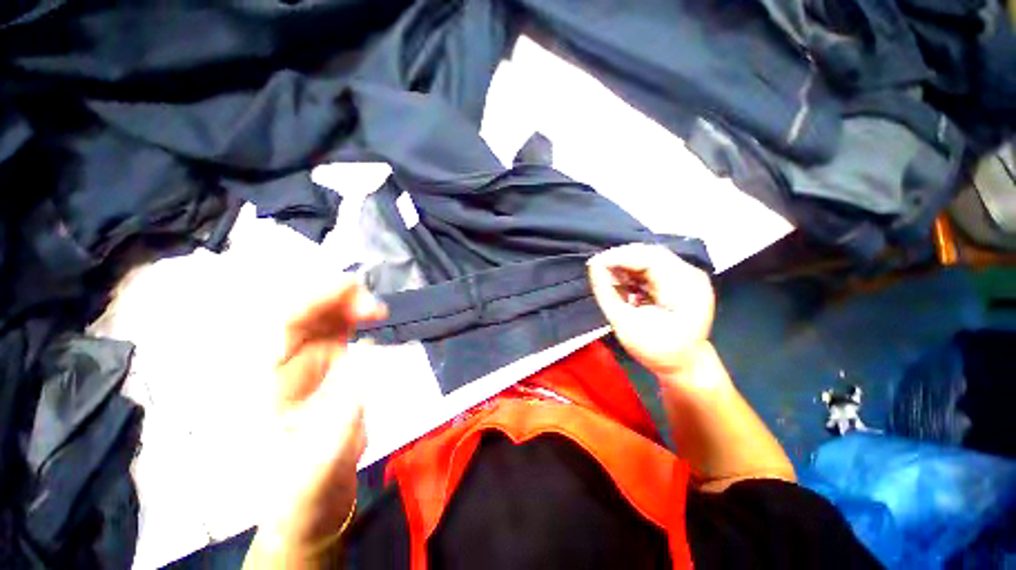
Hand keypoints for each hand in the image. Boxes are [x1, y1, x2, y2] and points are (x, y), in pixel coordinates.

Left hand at [256, 276, 386, 561]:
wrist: (311, 494)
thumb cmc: (308, 482)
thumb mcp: (325, 452)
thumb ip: (346, 403)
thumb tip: (367, 350)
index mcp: (264, 381)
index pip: (282, 324)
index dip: (315, 298)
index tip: (353, 288)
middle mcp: (280, 362)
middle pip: (301, 311)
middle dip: (337, 298)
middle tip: (374, 308)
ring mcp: (304, 359)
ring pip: (321, 314)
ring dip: (349, 304)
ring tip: (377, 311)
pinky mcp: (326, 361)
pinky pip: (337, 326)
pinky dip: (355, 315)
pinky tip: (373, 316)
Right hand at [588, 243, 714, 377]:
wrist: (685, 365)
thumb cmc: (657, 350)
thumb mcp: (625, 324)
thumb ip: (607, 293)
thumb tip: (593, 266)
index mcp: (684, 288)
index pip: (648, 258)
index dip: (619, 256)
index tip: (594, 263)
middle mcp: (691, 275)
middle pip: (650, 254)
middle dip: (621, 259)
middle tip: (598, 267)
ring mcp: (689, 276)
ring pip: (651, 258)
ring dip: (626, 265)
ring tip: (607, 276)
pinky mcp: (682, 280)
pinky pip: (654, 267)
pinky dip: (634, 272)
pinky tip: (622, 281)